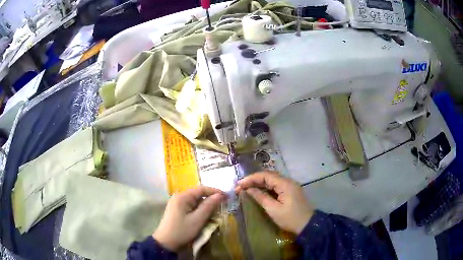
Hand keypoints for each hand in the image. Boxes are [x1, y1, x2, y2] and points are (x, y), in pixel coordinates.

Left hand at [153, 186, 225, 251]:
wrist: (166, 243)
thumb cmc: (182, 231)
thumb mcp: (197, 220)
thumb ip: (209, 206)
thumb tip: (220, 195)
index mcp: (182, 196)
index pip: (201, 189)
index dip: (215, 191)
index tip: (227, 197)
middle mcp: (179, 197)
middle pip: (198, 195)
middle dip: (211, 200)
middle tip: (223, 206)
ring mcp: (177, 204)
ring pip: (196, 202)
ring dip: (206, 207)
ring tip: (216, 213)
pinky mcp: (177, 211)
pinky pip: (191, 207)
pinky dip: (200, 211)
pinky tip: (205, 217)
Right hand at [236, 171, 313, 234]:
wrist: (308, 225)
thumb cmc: (290, 218)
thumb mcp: (273, 209)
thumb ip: (261, 197)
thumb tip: (249, 189)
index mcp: (285, 184)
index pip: (265, 175)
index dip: (251, 178)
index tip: (239, 184)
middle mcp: (288, 181)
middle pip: (268, 176)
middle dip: (254, 180)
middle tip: (240, 187)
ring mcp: (290, 186)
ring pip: (272, 181)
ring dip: (259, 183)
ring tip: (246, 188)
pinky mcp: (290, 192)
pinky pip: (276, 186)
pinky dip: (266, 188)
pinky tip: (258, 192)